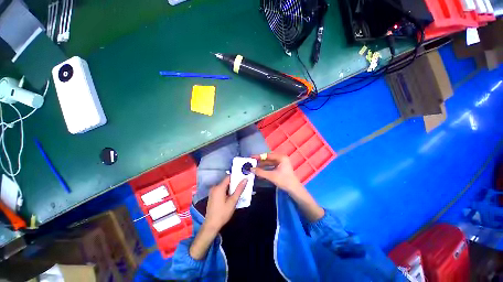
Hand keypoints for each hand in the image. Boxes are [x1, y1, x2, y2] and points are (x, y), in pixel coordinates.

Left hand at [189, 176, 246, 259]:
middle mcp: (215, 187)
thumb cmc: (223, 213)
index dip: (236, 177)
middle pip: (226, 182)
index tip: (243, 178)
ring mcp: (212, 192)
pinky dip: (226, 191)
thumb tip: (245, 179)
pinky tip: (231, 197)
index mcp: (219, 187)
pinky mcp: (212, 196)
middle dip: (234, 184)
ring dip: (231, 188)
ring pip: (224, 186)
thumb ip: (239, 189)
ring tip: (238, 192)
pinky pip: (221, 190)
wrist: (211, 225)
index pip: (229, 177)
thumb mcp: (233, 201)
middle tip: (242, 187)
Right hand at [251, 153, 324, 221]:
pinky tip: (260, 171)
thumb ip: (260, 172)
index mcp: (281, 157)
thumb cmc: (284, 180)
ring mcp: (282, 163)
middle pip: (268, 158)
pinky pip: (272, 166)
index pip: (267, 155)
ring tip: (254, 167)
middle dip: (260, 161)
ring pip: (270, 163)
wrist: (294, 189)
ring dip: (262, 165)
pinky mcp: (281, 168)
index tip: (251, 157)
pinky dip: (266, 168)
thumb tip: (251, 169)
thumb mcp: (271, 176)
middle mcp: (281, 158)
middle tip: (252, 162)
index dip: (259, 156)